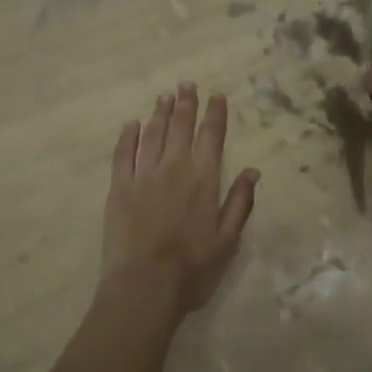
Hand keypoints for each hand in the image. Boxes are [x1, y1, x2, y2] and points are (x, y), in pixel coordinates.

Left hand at [103, 83, 260, 317]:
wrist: (144, 286)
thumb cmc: (192, 269)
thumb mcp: (228, 239)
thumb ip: (239, 202)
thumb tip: (252, 171)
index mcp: (203, 179)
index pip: (211, 136)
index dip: (215, 114)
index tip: (216, 96)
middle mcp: (173, 168)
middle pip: (180, 127)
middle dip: (186, 104)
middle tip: (187, 85)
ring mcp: (143, 175)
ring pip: (152, 134)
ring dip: (159, 113)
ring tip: (164, 97)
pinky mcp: (118, 188)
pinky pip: (123, 153)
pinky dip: (128, 136)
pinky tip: (132, 125)